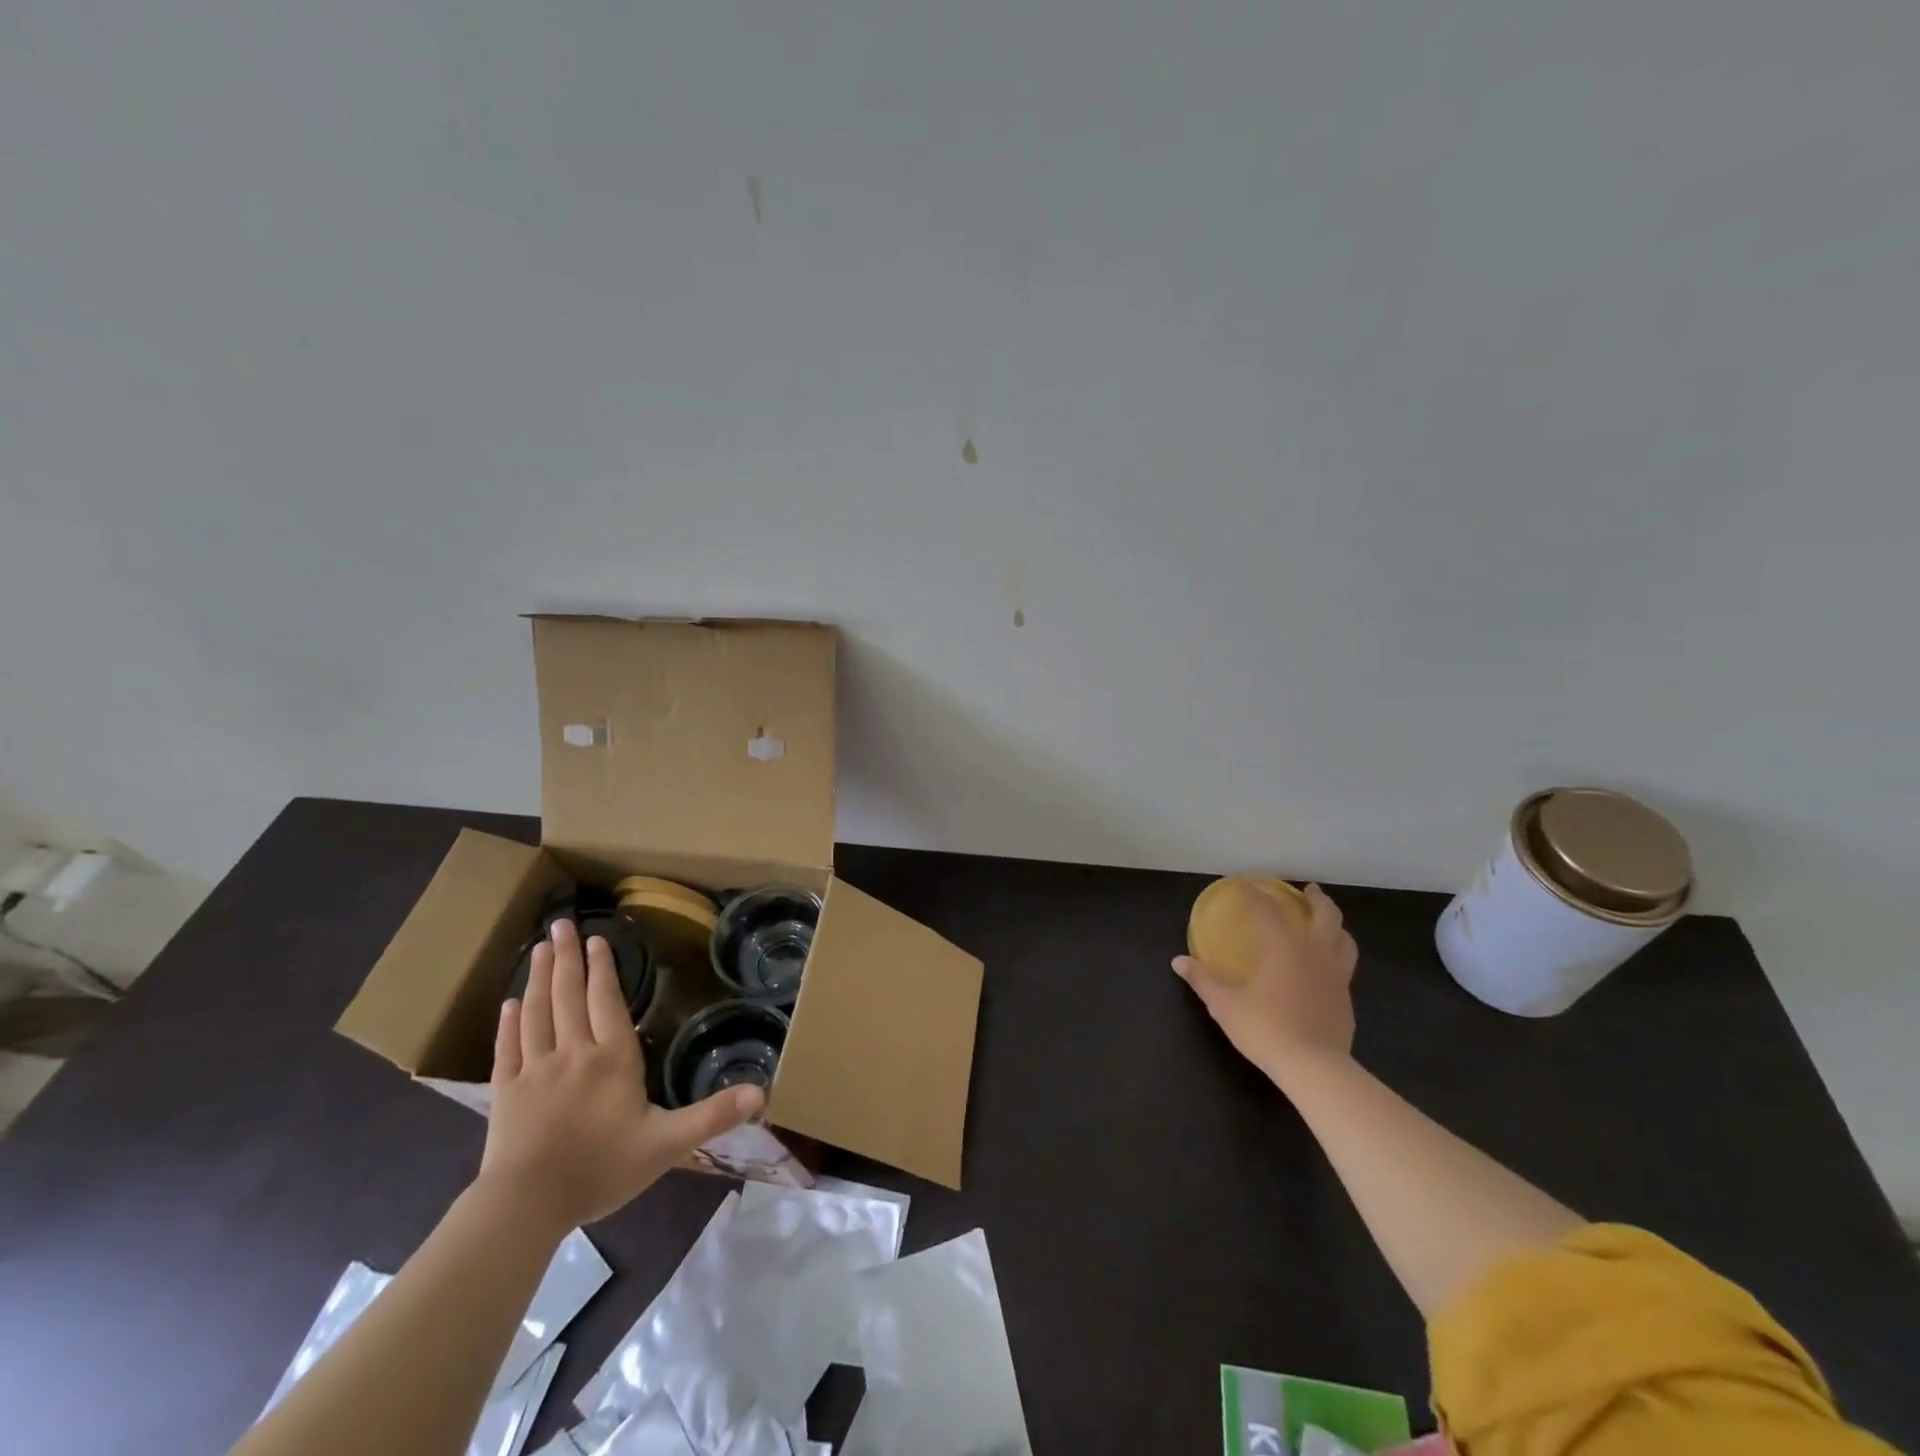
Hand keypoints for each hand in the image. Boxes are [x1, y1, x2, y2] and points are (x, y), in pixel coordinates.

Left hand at [478, 919, 761, 1233]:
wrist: (527, 1206)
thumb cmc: (601, 1169)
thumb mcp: (667, 1144)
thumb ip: (713, 1115)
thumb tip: (761, 1092)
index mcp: (612, 1058)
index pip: (607, 1001)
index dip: (603, 968)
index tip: (597, 938)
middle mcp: (573, 1052)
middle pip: (569, 996)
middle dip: (568, 958)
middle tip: (561, 924)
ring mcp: (534, 1070)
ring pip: (537, 1012)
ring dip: (539, 977)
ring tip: (541, 948)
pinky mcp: (505, 1092)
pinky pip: (506, 1047)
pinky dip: (508, 1022)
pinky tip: (508, 1003)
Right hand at [1173, 882, 1357, 1088]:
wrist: (1315, 1069)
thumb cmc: (1266, 1028)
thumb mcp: (1224, 1004)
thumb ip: (1203, 979)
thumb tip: (1178, 961)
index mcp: (1285, 947)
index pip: (1270, 910)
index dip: (1256, 895)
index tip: (1244, 887)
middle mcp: (1315, 954)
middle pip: (1326, 916)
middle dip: (1317, 899)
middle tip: (1308, 890)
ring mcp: (1336, 978)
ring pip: (1345, 941)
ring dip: (1335, 926)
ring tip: (1324, 924)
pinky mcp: (1346, 1001)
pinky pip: (1345, 968)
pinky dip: (1336, 956)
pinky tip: (1323, 969)